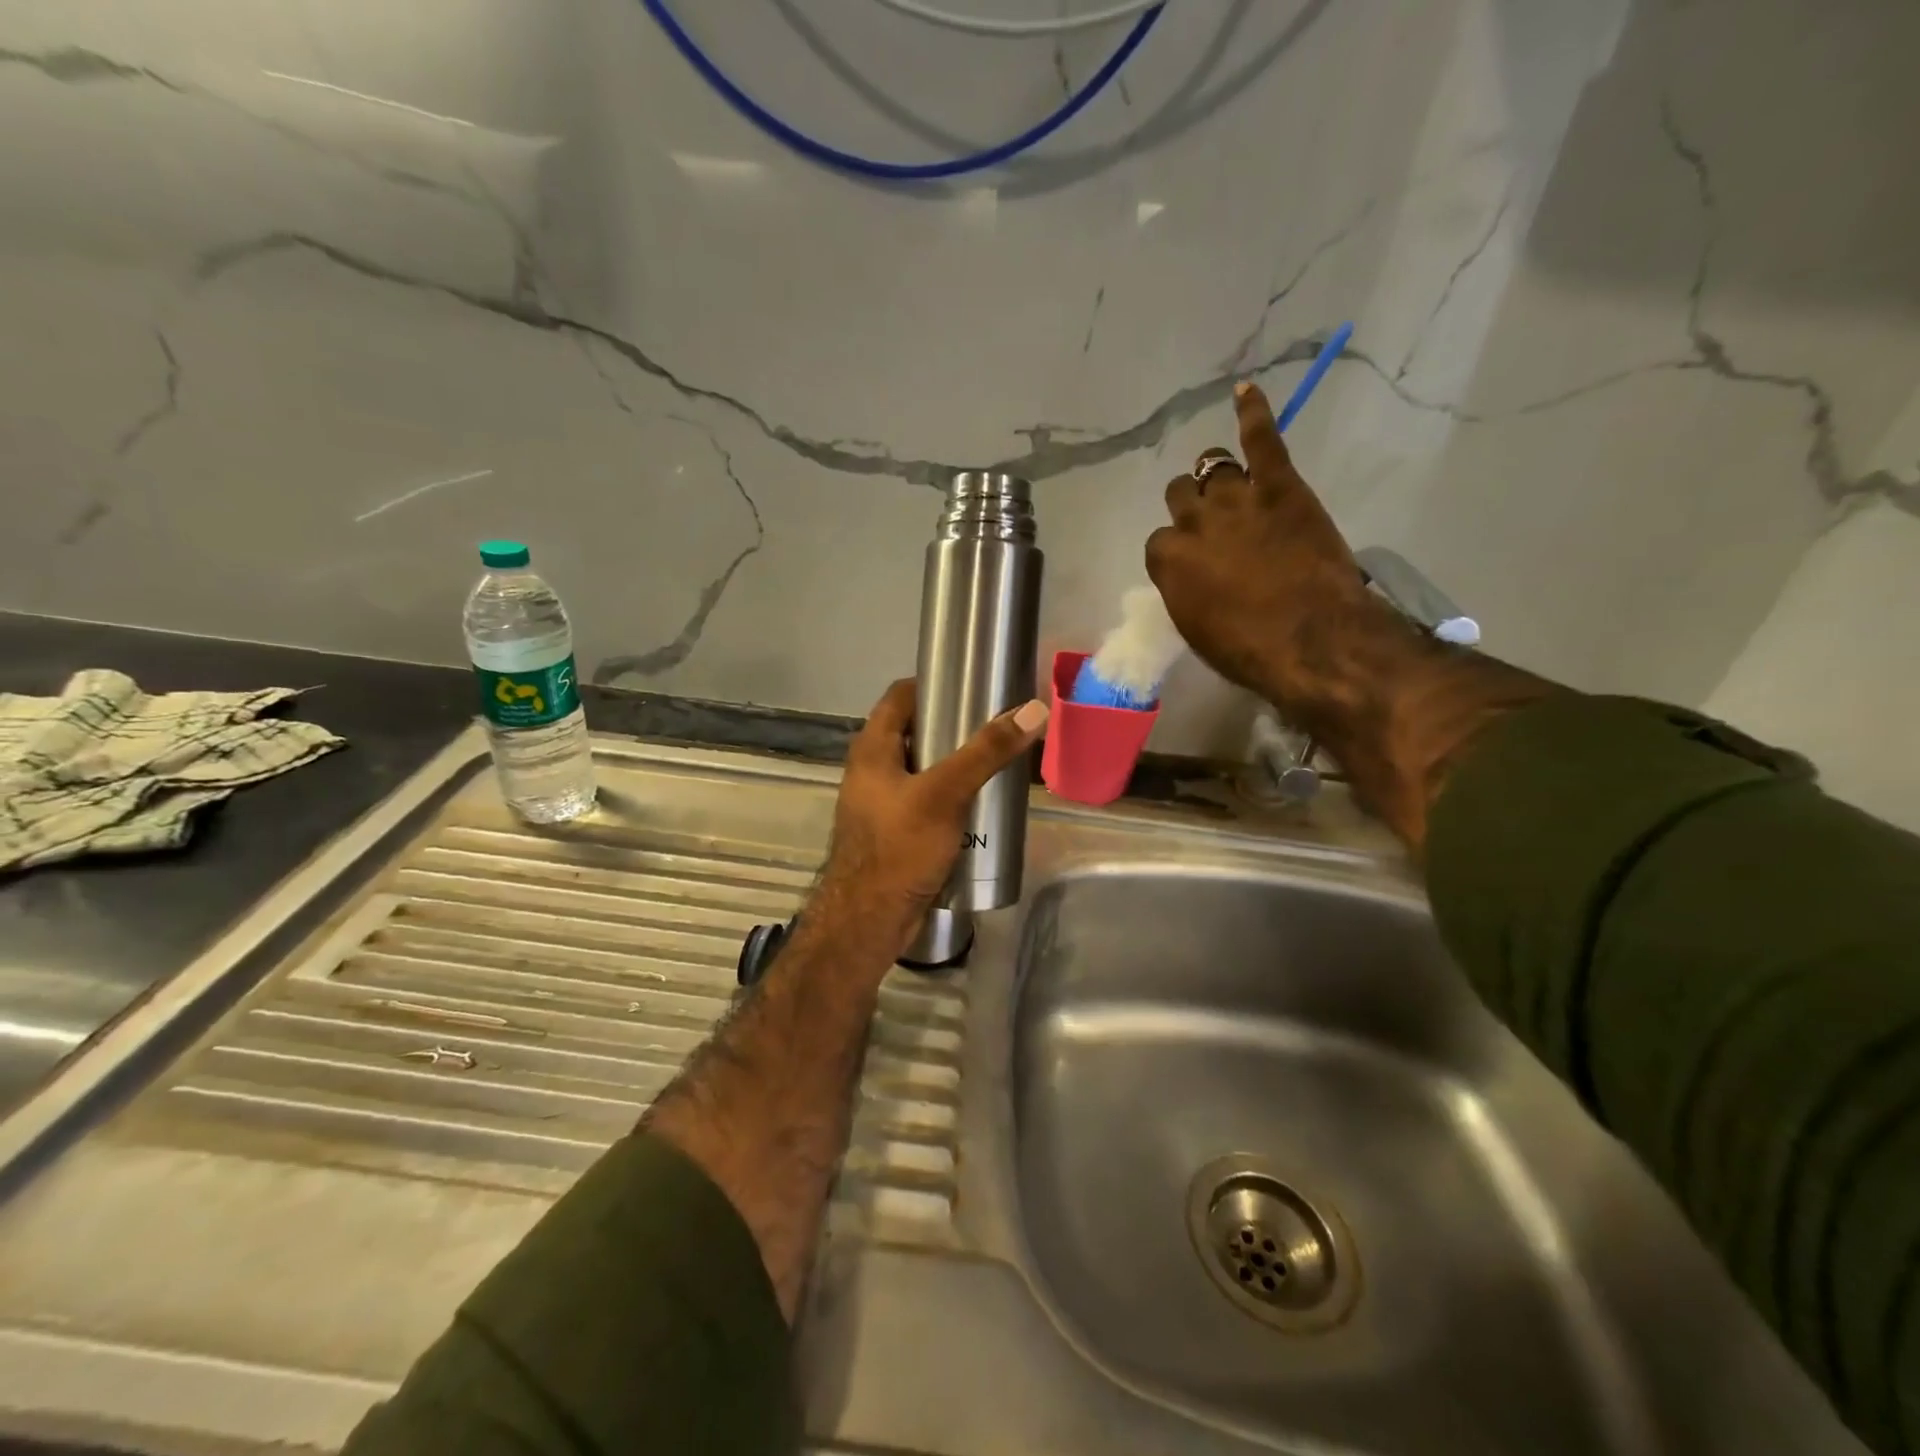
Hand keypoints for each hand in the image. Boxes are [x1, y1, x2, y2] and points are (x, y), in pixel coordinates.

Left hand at [815, 678, 1048, 959]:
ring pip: (923, 769)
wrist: (869, 921)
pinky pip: (925, 801)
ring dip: (955, 765)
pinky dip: (950, 796)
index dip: (934, 684)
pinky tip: (980, 805)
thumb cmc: (899, 848)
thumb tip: (1034, 710)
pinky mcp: (894, 832)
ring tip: (996, 762)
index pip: (901, 696)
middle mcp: (872, 769)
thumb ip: (987, 752)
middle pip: (915, 732)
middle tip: (996, 726)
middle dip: (954, 728)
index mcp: (872, 749)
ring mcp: (882, 803)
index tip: (974, 685)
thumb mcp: (945, 793)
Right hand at [1146, 380, 1402, 714]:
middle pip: (1180, 495)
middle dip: (1191, 506)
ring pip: (1212, 466)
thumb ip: (1186, 592)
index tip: (1194, 561)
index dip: (1177, 549)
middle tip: (1213, 523)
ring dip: (1215, 474)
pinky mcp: (1280, 485)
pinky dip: (1253, 412)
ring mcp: (1237, 498)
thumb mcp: (1198, 630)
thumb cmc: (1249, 651)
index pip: (1159, 540)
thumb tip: (1190, 577)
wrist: (1312, 640)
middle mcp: (1194, 522)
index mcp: (1168, 562)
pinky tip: (1245, 391)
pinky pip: (1262, 439)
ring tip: (1229, 480)